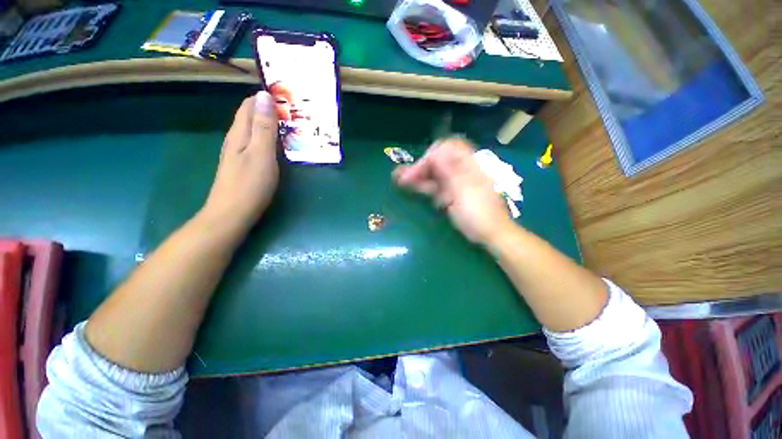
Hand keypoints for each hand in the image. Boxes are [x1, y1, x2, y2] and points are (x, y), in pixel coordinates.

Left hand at [200, 92, 278, 235]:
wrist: (232, 214)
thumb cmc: (249, 185)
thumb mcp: (261, 154)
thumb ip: (264, 127)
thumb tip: (264, 96)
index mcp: (239, 133)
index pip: (250, 104)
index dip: (266, 97)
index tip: (288, 98)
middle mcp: (236, 138)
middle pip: (252, 116)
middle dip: (271, 110)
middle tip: (295, 113)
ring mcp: (239, 152)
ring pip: (255, 130)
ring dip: (272, 125)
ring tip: (292, 127)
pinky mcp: (244, 164)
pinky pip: (257, 143)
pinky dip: (270, 139)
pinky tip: (281, 146)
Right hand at [394, 138, 513, 243]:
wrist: (490, 235)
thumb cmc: (479, 214)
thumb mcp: (464, 191)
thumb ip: (450, 171)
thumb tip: (436, 150)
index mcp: (468, 165)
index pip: (448, 148)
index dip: (432, 154)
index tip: (420, 168)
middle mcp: (461, 170)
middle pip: (438, 161)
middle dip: (420, 166)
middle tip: (401, 176)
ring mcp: (455, 183)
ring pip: (434, 174)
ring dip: (418, 175)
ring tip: (399, 179)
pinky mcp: (450, 194)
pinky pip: (435, 186)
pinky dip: (423, 186)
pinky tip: (411, 186)